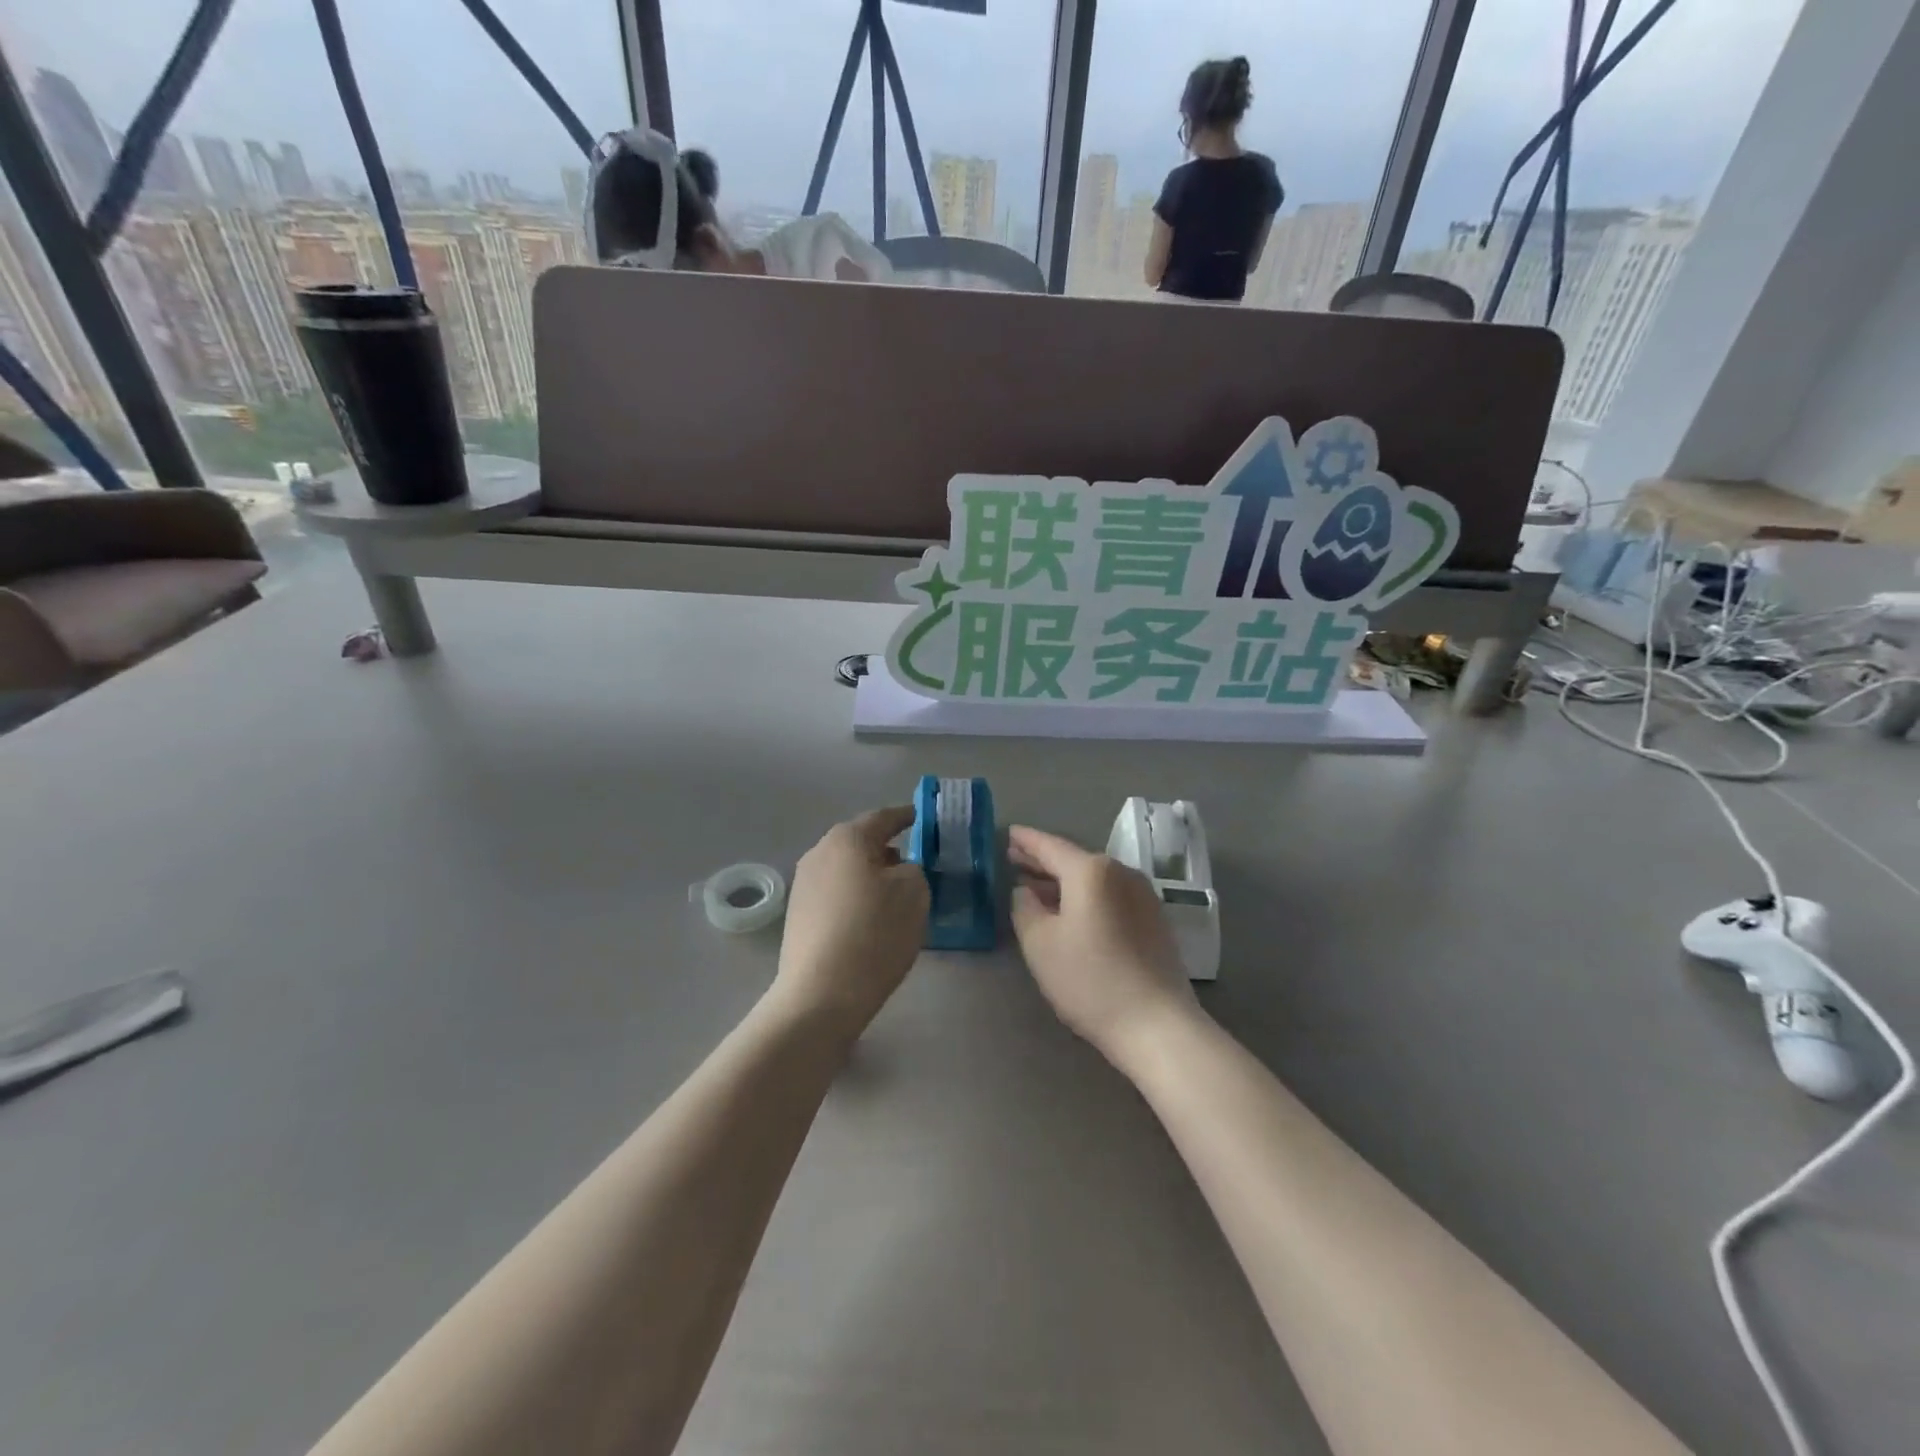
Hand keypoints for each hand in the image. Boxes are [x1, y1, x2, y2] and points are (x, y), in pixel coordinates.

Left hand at [773, 807, 928, 1031]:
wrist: (822, 994)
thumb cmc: (874, 932)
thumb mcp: (914, 892)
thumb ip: (914, 868)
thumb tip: (899, 869)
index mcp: (847, 838)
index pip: (884, 817)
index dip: (907, 817)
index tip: (925, 820)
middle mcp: (819, 853)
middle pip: (861, 843)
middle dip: (889, 849)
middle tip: (917, 863)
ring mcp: (803, 885)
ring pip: (847, 870)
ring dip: (871, 876)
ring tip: (897, 896)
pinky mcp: (798, 916)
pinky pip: (836, 894)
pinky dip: (857, 898)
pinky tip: (873, 920)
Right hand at [1008, 825, 1199, 1067]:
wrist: (1157, 1024)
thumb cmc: (1090, 980)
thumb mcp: (1039, 944)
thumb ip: (1024, 907)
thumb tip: (1025, 890)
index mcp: (1091, 871)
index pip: (1050, 846)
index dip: (1026, 840)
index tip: (1008, 833)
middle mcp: (1121, 872)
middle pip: (1074, 860)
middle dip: (1042, 861)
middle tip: (1014, 858)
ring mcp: (1143, 895)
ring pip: (1093, 879)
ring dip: (1064, 882)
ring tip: (1037, 888)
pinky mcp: (1154, 920)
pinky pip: (1110, 896)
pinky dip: (1086, 897)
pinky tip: (1071, 912)